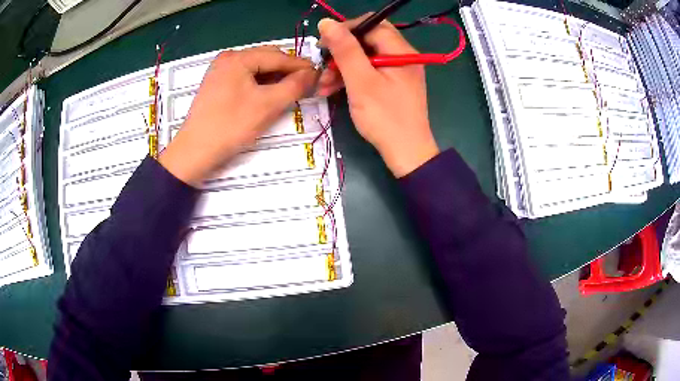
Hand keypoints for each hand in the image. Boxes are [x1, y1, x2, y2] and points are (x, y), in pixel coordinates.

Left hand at [159, 46, 316, 185]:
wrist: (195, 152)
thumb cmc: (231, 126)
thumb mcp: (268, 105)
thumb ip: (294, 86)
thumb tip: (313, 73)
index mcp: (238, 58)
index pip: (278, 56)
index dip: (301, 66)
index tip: (320, 75)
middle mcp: (228, 58)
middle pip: (267, 59)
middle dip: (287, 71)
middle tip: (305, 86)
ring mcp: (220, 71)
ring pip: (256, 69)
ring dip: (274, 78)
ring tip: (289, 92)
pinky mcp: (217, 84)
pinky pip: (245, 78)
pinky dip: (259, 84)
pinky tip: (268, 95)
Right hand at [317, 16, 438, 177]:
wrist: (406, 153)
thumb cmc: (384, 117)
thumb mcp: (361, 81)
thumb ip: (345, 49)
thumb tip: (327, 22)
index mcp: (401, 51)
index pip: (371, 24)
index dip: (345, 29)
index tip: (323, 44)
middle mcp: (402, 56)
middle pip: (367, 40)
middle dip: (341, 52)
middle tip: (322, 66)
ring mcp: (398, 71)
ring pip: (365, 57)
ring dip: (342, 67)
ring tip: (323, 85)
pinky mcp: (392, 84)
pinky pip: (369, 72)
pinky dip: (351, 77)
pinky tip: (332, 89)